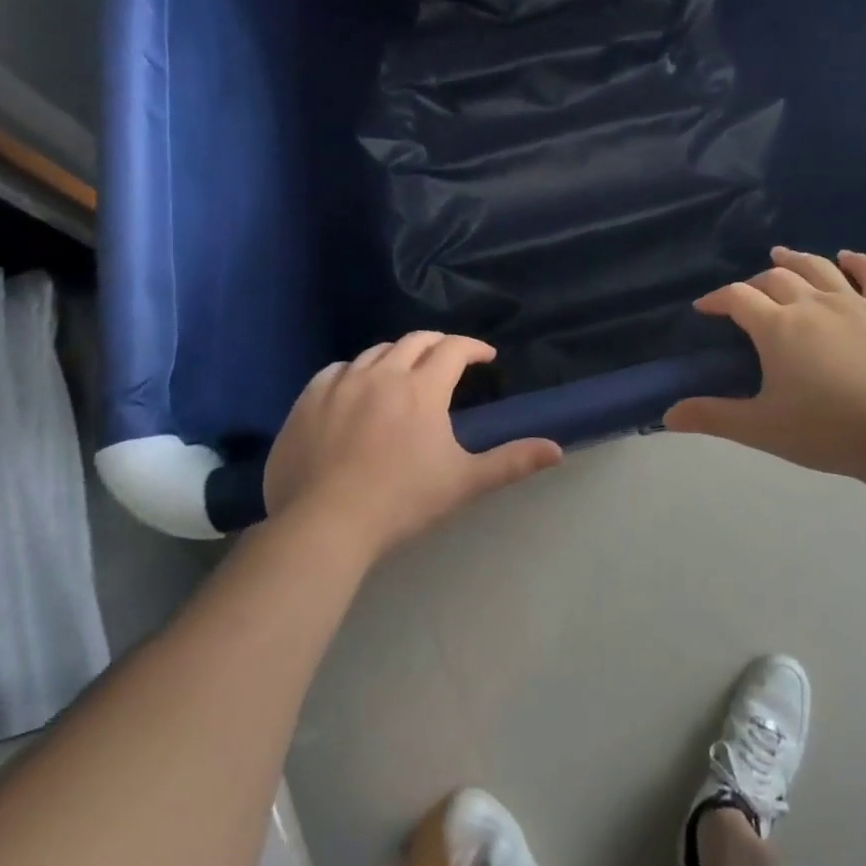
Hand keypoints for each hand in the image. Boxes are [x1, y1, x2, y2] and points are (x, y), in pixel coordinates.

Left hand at [263, 334, 561, 560]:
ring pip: (376, 352)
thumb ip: (511, 462)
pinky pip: (336, 370)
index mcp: (422, 388)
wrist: (324, 525)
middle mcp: (383, 374)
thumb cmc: (402, 502)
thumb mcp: (463, 482)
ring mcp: (341, 384)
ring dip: (397, 355)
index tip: (485, 357)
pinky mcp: (308, 400)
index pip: (453, 349)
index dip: (473, 347)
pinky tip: (356, 388)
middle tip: (449, 359)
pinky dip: (355, 372)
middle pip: (415, 340)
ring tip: (404, 372)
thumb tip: (557, 449)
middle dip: (439, 344)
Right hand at [664, 248, 865, 485]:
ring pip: (818, 267)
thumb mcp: (761, 427)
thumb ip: (713, 417)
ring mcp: (853, 303)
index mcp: (777, 326)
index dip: (717, 298)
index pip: (737, 297)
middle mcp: (811, 303)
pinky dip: (858, 261)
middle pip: (775, 278)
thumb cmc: (824, 431)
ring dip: (795, 259)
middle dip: (754, 283)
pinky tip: (846, 257)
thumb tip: (667, 415)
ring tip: (781, 254)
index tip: (705, 307)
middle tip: (746, 297)